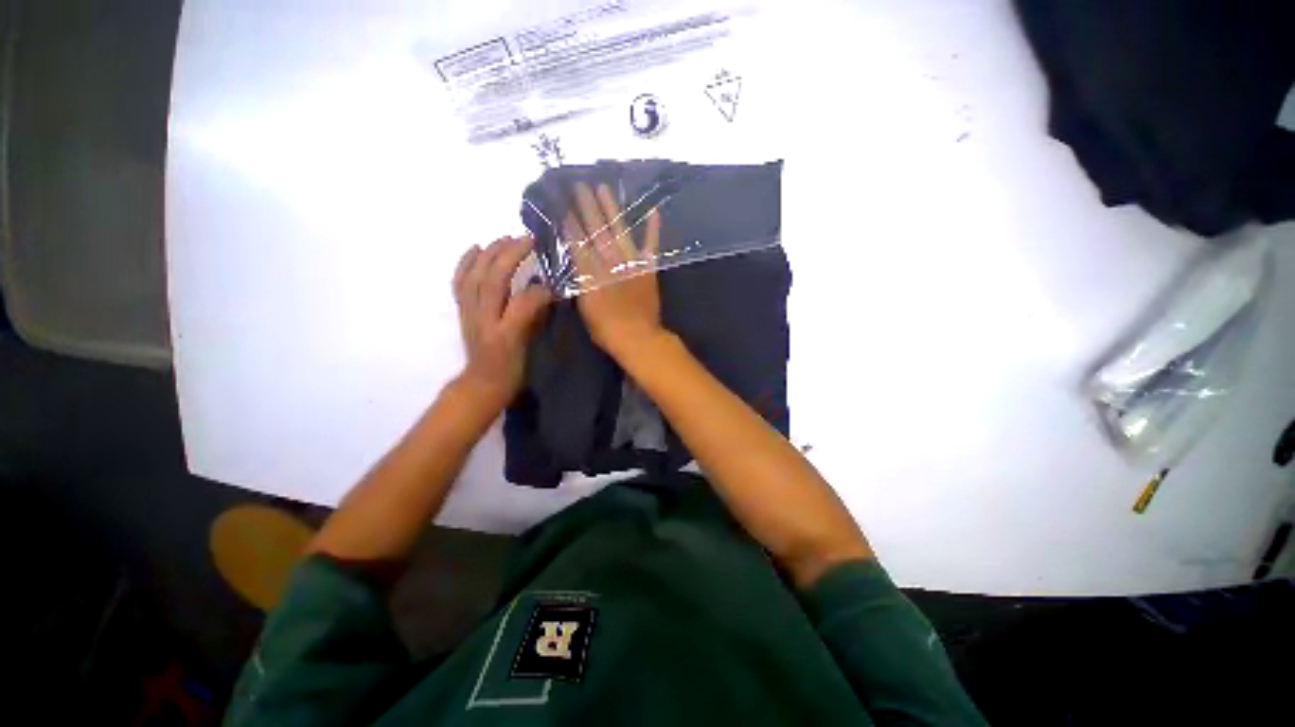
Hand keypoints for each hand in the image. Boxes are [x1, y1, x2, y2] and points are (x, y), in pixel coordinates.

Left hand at [452, 236, 551, 409]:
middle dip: (511, 256)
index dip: (539, 290)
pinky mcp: (463, 309)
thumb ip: (536, 320)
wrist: (483, 382)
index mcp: (505, 333)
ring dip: (491, 253)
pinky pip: (460, 281)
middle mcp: (484, 319)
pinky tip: (475, 248)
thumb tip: (546, 293)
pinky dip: (465, 262)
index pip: (522, 303)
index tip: (554, 282)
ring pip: (476, 276)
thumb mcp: (529, 348)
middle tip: (528, 239)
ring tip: (506, 238)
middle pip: (493, 281)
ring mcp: (470, 312)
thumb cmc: (512, 368)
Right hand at [566, 182, 665, 361]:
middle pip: (596, 230)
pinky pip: (651, 246)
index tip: (564, 205)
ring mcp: (631, 263)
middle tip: (580, 185)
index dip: (570, 223)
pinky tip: (653, 211)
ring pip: (619, 230)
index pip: (577, 242)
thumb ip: (581, 281)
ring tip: (604, 188)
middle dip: (587, 207)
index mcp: (591, 271)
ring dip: (612, 209)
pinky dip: (653, 229)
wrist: (637, 337)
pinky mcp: (648, 269)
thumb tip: (576, 262)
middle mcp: (609, 261)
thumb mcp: (584, 306)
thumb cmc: (605, 328)